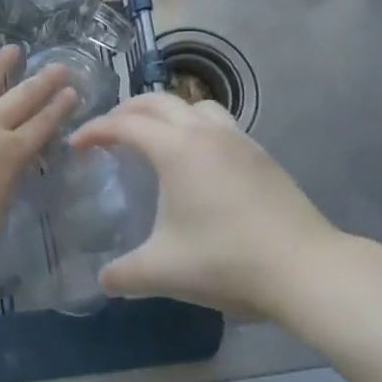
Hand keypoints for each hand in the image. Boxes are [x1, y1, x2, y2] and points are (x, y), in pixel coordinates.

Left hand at [0, 46, 76, 301]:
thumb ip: (6, 180)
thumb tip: (10, 164)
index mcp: (9, 153)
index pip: (41, 126)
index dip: (58, 108)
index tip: (71, 92)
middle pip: (23, 96)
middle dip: (44, 81)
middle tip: (59, 66)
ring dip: (1, 63)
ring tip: (13, 49)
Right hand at [71, 94, 343, 317]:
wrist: (304, 267)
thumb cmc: (226, 260)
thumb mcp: (164, 271)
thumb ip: (124, 274)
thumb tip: (102, 279)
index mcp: (175, 149)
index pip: (125, 125)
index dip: (95, 130)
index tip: (76, 144)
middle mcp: (204, 132)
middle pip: (157, 102)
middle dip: (126, 110)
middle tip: (108, 131)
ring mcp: (237, 139)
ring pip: (194, 105)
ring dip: (167, 111)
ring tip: (155, 135)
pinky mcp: (261, 154)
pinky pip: (219, 122)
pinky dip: (196, 125)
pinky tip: (199, 158)